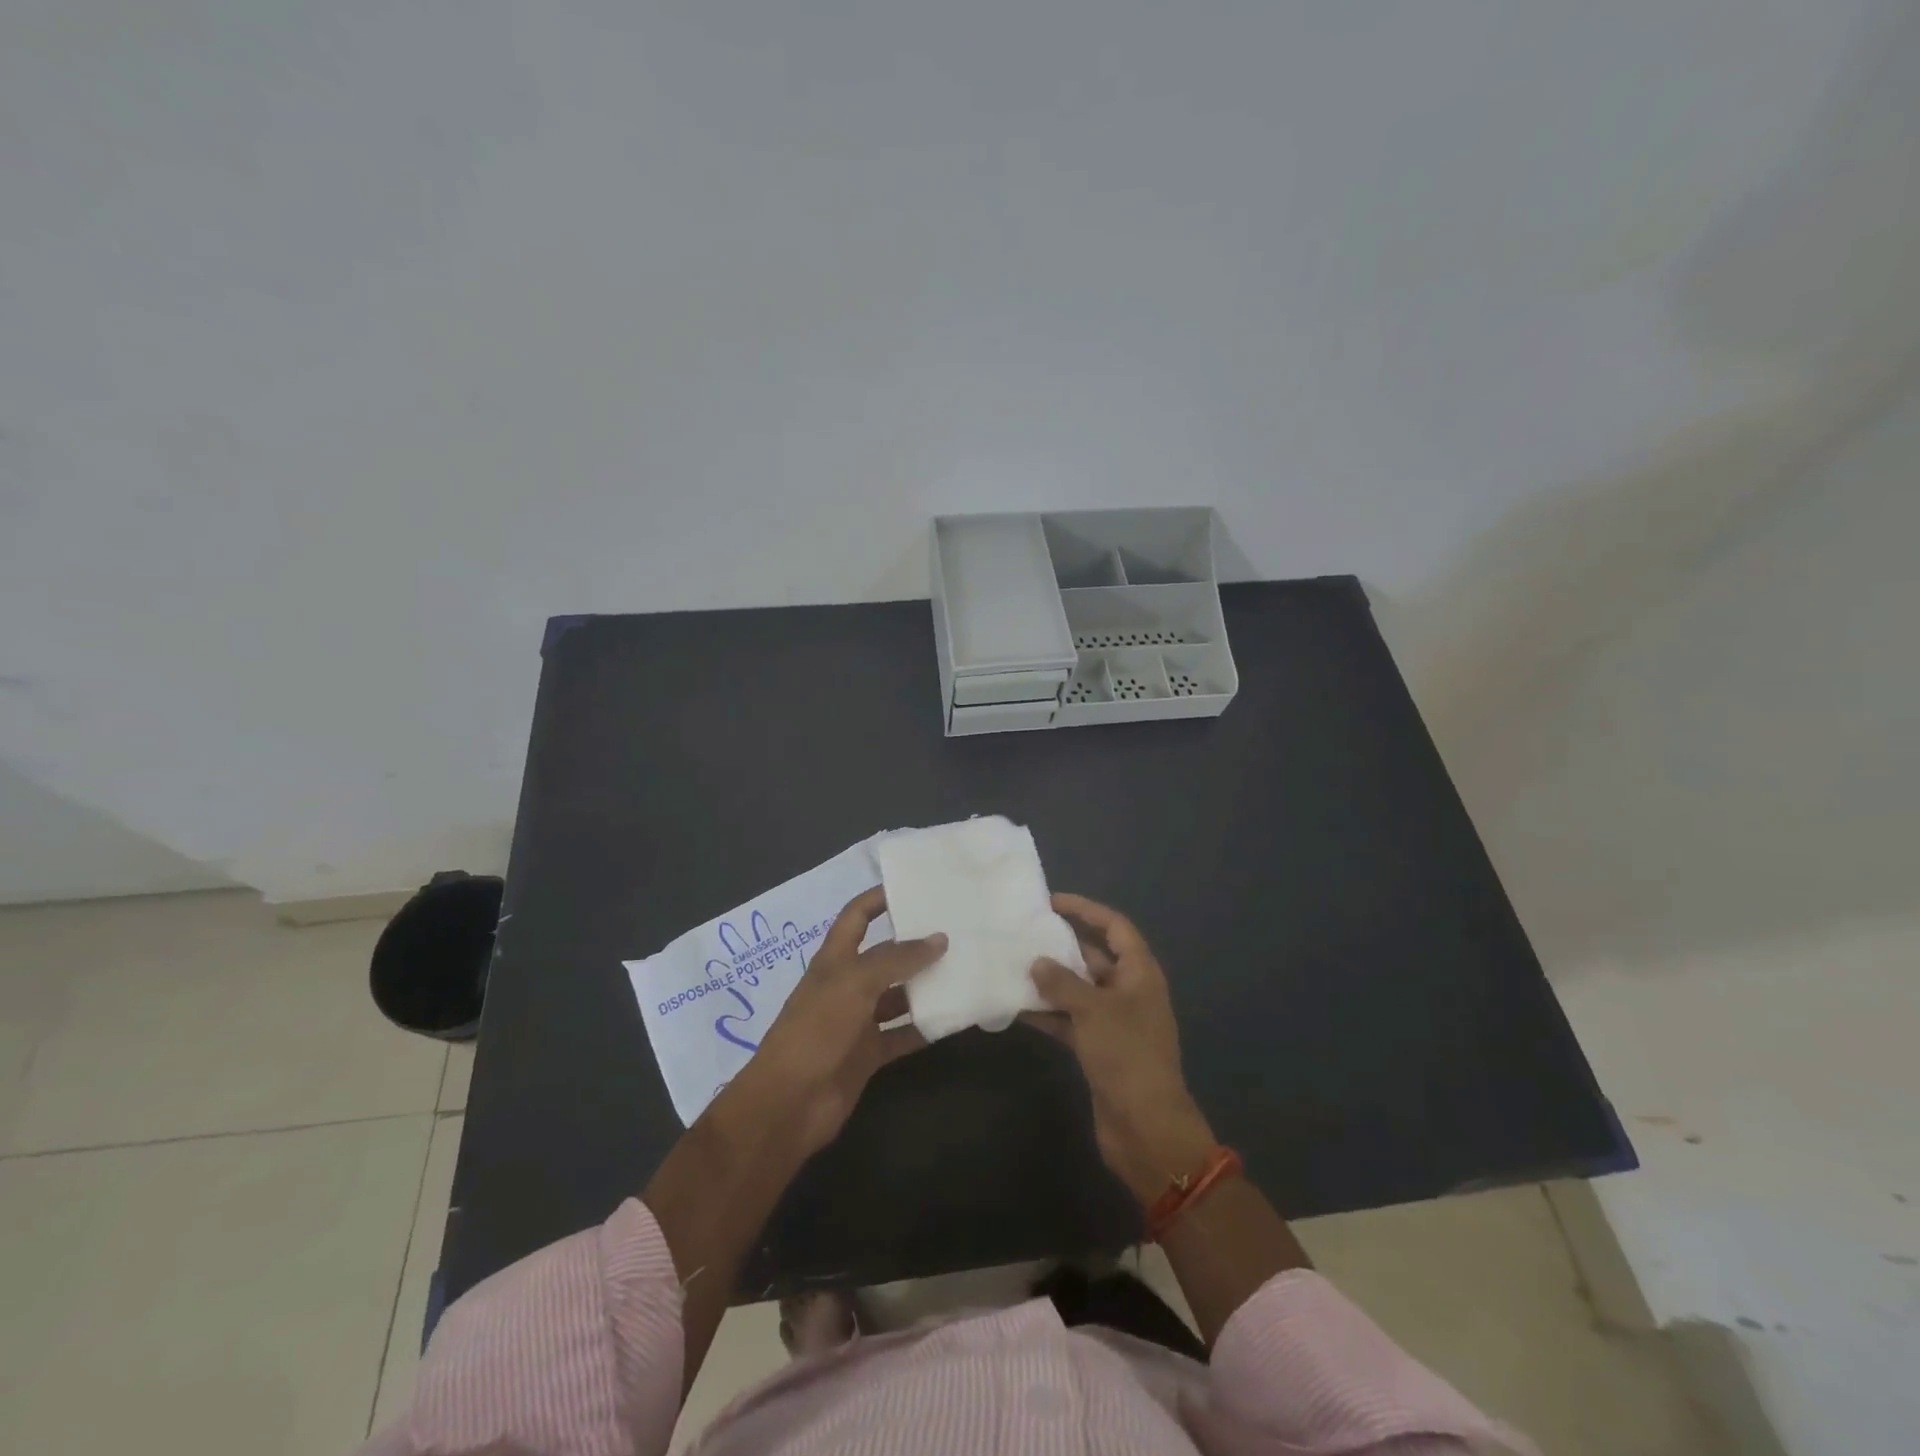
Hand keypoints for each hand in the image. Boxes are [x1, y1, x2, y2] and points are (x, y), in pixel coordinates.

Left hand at [726, 887, 943, 1156]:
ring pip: (898, 996)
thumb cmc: (816, 1030)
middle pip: (884, 956)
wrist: (788, 1103)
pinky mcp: (868, 1054)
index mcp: (835, 959)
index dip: (879, 898)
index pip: (857, 916)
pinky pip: (903, 1034)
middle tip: (957, 931)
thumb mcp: (855, 983)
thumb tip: (939, 938)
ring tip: (965, 971)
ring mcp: (857, 1021)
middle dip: (915, 944)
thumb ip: (897, 959)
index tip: (915, 887)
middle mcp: (847, 985)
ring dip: (925, 986)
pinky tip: (954, 1018)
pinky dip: (925, 1028)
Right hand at [1030, 894, 1215, 1202]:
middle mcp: (1128, 991)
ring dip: (1048, 981)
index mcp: (1139, 973)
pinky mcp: (1098, 1048)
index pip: (1114, 927)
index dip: (1086, 910)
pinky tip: (1015, 1007)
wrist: (1146, 1128)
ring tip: (1011, 965)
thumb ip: (1062, 982)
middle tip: (1022, 933)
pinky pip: (1069, 1019)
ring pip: (1077, 989)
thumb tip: (1036, 962)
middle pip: (1093, 957)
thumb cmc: (1127, 1055)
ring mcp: (1113, 1021)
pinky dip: (1047, 1013)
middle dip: (1060, 946)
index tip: (1051, 901)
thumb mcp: (1093, 1010)